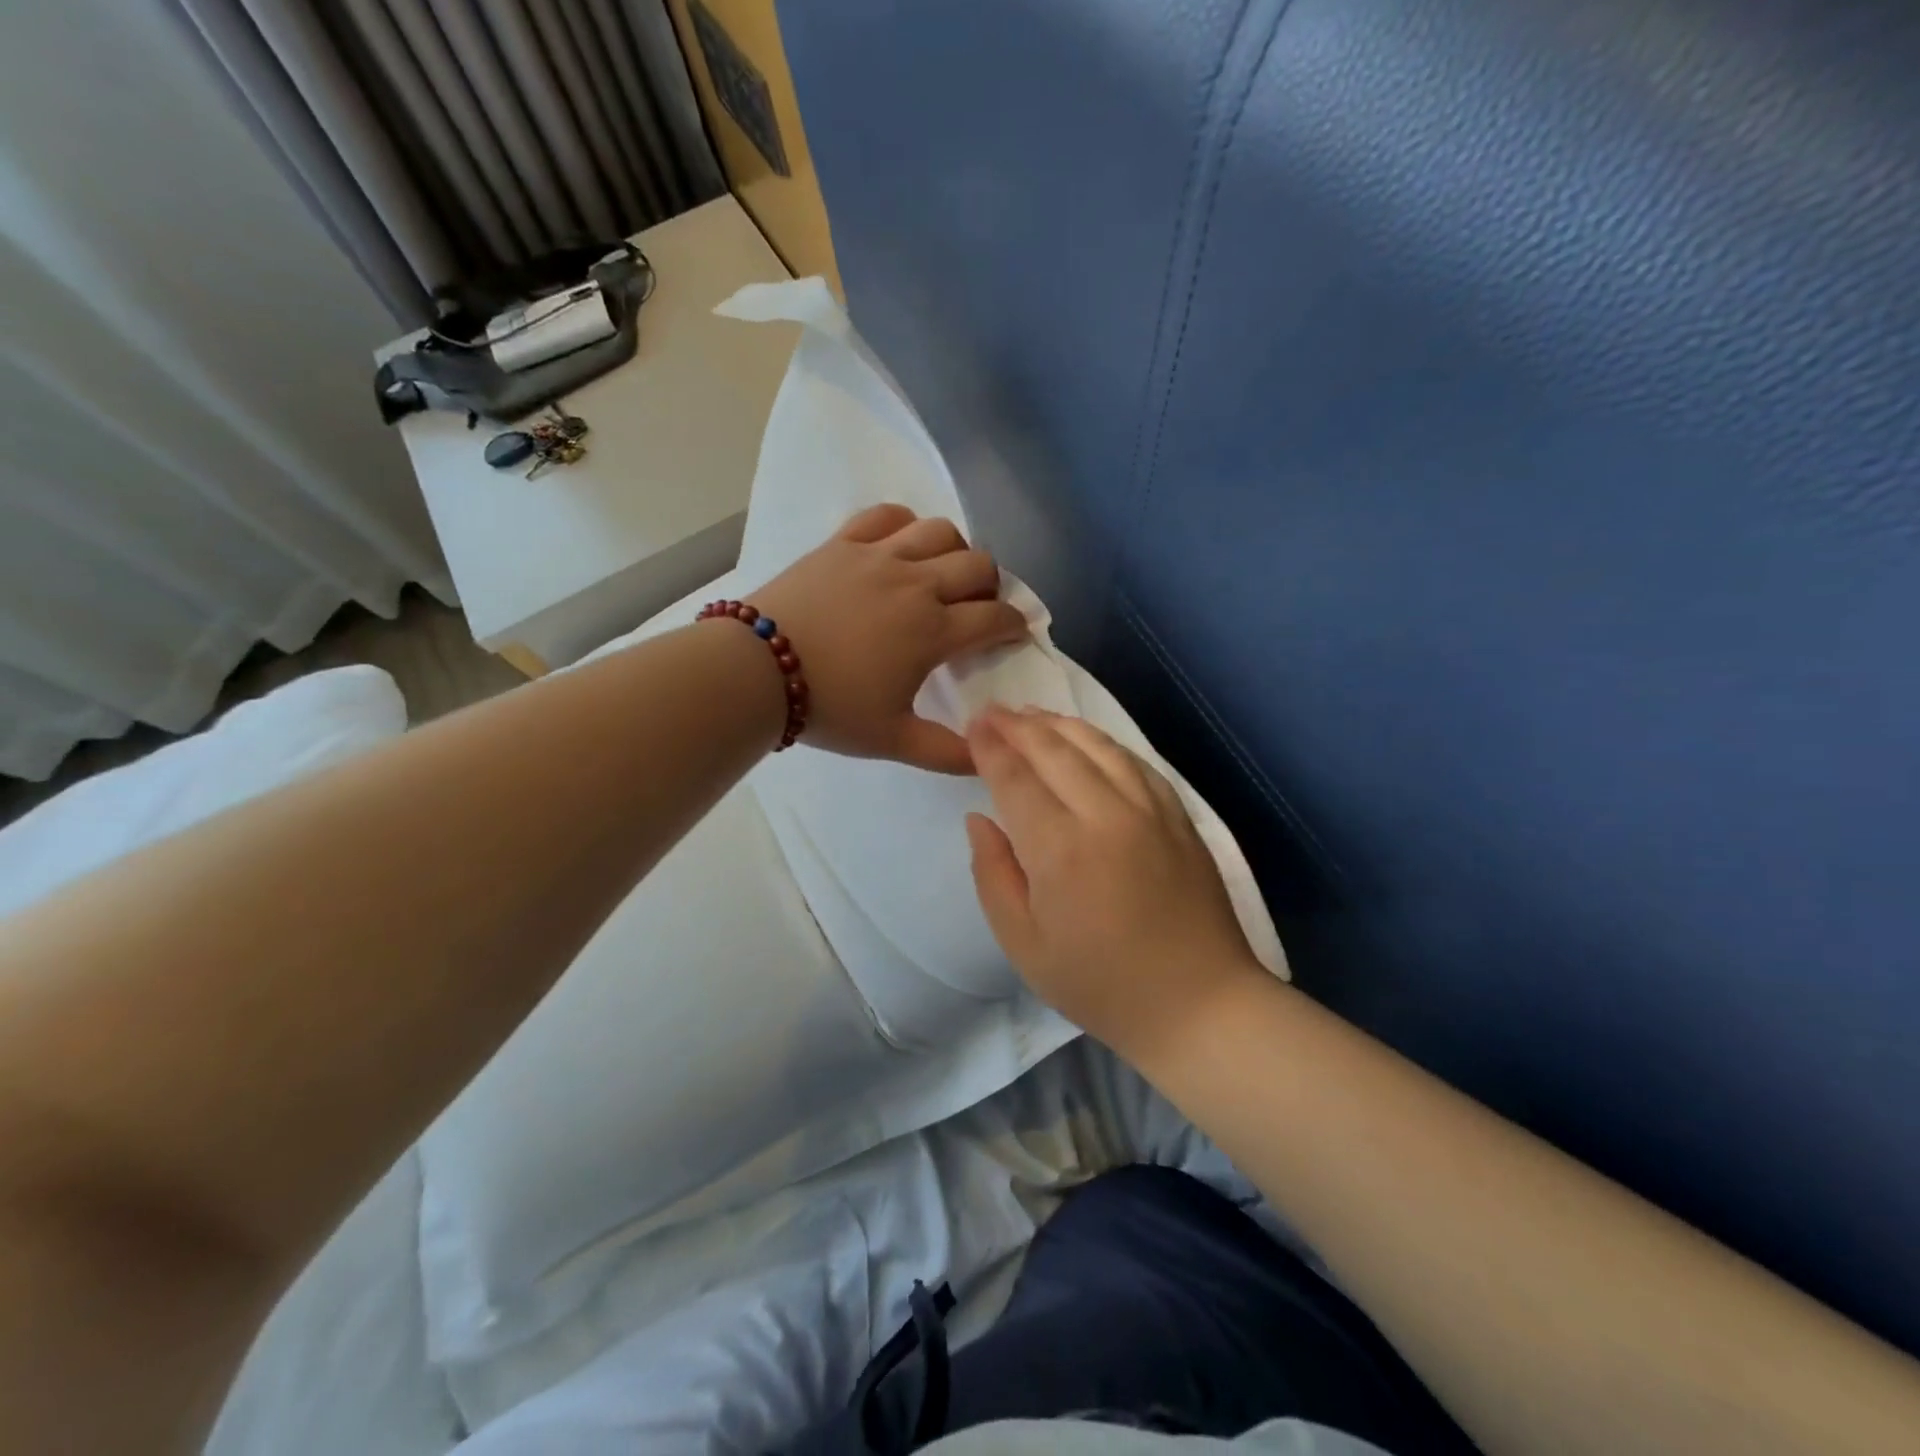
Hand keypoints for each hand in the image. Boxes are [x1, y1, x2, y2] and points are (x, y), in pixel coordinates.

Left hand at [751, 505, 1027, 774]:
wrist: (756, 672)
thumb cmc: (830, 707)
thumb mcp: (893, 740)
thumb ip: (947, 753)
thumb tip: (988, 758)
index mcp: (933, 631)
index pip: (995, 618)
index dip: (1013, 626)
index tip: (1012, 635)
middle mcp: (916, 583)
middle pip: (978, 565)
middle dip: (991, 587)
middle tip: (978, 609)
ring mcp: (878, 556)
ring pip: (940, 531)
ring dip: (955, 551)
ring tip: (942, 574)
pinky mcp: (843, 542)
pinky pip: (887, 515)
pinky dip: (904, 525)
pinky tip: (900, 546)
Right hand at [965, 706, 1266, 1062]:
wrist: (1198, 1004)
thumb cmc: (1100, 984)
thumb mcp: (1024, 945)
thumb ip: (993, 875)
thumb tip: (979, 819)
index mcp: (1059, 849)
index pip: (1015, 778)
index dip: (990, 748)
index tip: (972, 726)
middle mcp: (1105, 814)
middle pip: (1054, 750)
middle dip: (1017, 726)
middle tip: (991, 711)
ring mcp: (1149, 810)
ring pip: (1098, 745)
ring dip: (1058, 724)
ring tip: (1031, 715)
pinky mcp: (1179, 815)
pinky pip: (1135, 762)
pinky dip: (1103, 742)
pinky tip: (1087, 740)